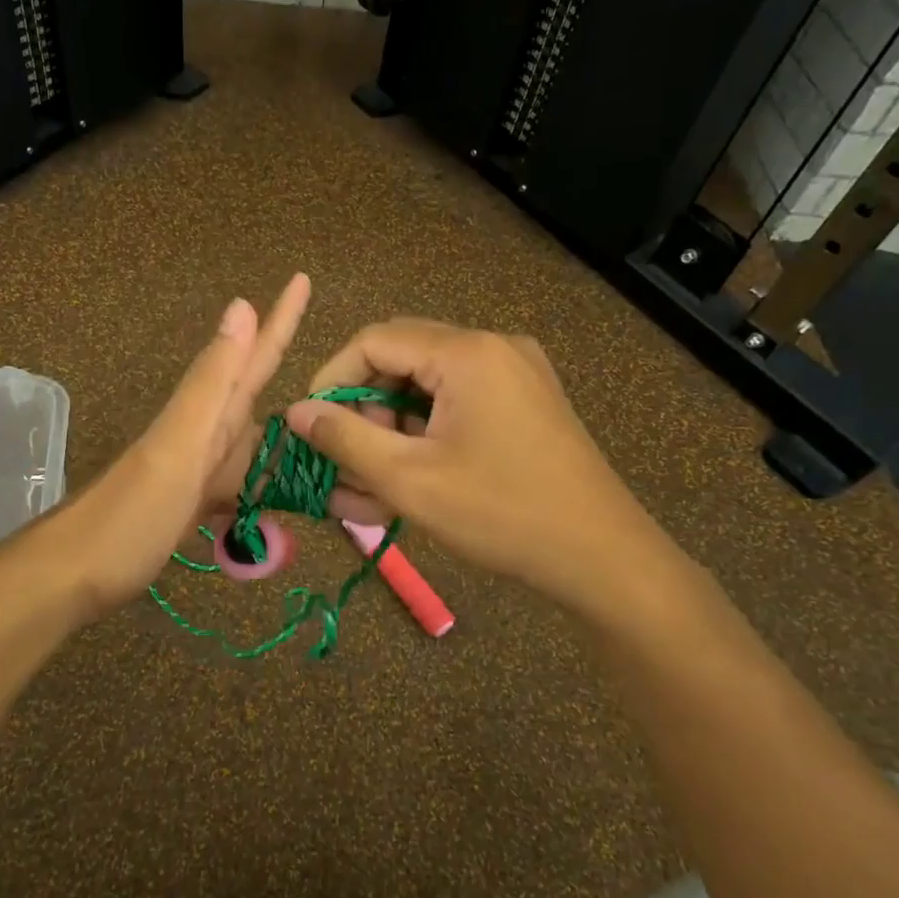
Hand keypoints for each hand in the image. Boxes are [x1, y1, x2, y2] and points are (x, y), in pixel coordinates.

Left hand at [42, 274, 310, 617]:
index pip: (252, 356)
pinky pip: (237, 480)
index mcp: (205, 415)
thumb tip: (241, 306)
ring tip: (322, 418)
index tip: (302, 277)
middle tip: (327, 343)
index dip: (279, 319)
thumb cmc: (130, 515)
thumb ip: (211, 383)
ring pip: (248, 435)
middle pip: (250, 388)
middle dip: (282, 360)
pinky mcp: (190, 503)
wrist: (71, 574)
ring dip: (282, 424)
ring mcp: (194, 469)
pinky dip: (261, 479)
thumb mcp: (178, 445)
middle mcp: (202, 433)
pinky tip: (278, 490)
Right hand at [284, 319, 667, 604]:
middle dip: (363, 409)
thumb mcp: (409, 479)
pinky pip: (457, 404)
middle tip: (345, 459)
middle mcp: (493, 347)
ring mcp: (515, 373)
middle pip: (401, 359)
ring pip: (427, 386)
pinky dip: (425, 435)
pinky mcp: (525, 401)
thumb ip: (345, 439)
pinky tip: (410, 478)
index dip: (333, 379)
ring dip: (392, 429)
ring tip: (370, 484)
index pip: (375, 341)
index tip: (311, 425)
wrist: (603, 557)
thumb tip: (296, 413)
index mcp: (467, 353)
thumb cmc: (501, 513)